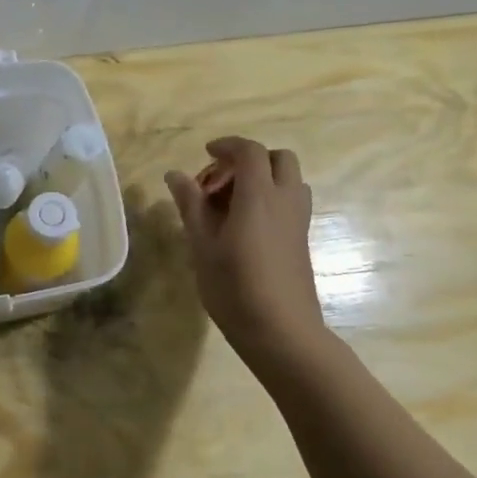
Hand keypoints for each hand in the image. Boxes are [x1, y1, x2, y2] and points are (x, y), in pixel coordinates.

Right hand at [165, 137, 327, 371]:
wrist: (282, 331)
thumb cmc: (234, 287)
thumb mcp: (202, 245)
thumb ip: (190, 205)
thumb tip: (175, 174)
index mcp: (258, 197)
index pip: (250, 152)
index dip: (228, 146)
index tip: (205, 154)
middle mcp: (285, 201)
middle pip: (278, 159)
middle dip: (249, 160)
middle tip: (219, 182)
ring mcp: (298, 221)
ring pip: (289, 180)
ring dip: (262, 179)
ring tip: (230, 204)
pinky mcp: (301, 240)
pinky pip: (290, 202)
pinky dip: (269, 199)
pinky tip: (243, 227)